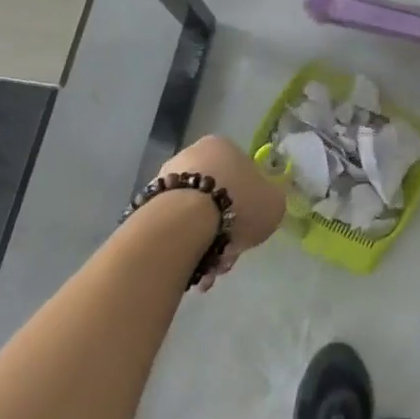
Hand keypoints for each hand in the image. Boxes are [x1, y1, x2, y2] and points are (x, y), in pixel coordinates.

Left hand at [160, 134, 285, 288]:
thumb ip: (271, 200)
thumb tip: (265, 202)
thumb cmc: (236, 203)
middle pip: (216, 197)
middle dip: (224, 231)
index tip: (249, 229)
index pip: (241, 174)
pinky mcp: (145, 206)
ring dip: (204, 244)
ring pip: (193, 217)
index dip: (249, 205)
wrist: (182, 225)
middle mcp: (191, 155)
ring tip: (208, 273)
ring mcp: (164, 180)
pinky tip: (191, 270)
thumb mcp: (274, 203)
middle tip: (228, 258)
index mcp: (222, 145)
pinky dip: (183, 249)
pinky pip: (173, 230)